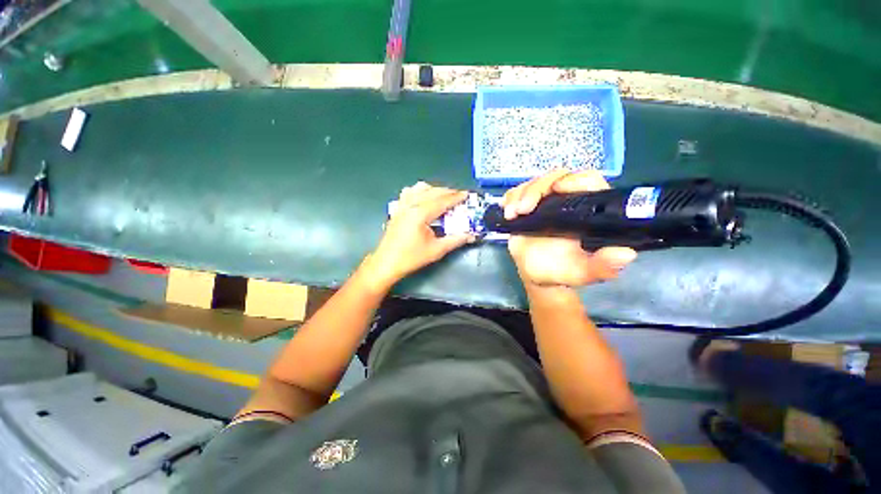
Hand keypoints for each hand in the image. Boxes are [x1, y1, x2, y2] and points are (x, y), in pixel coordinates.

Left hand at [365, 182, 474, 287]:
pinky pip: (409, 192)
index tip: (466, 195)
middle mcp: (410, 205)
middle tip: (459, 197)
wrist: (387, 263)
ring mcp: (402, 205)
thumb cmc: (411, 258)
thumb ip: (455, 240)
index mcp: (420, 213)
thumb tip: (470, 235)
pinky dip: (419, 191)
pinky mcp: (397, 209)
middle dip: (448, 192)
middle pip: (432, 191)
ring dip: (434, 190)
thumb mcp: (437, 250)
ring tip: (443, 197)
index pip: (442, 200)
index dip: (456, 197)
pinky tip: (423, 198)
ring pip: (420, 188)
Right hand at [503, 170, 636, 287]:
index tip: (557, 190)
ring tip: (511, 215)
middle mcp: (568, 200)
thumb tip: (626, 254)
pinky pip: (518, 192)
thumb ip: (603, 266)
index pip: (588, 182)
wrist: (536, 274)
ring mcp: (545, 202)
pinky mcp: (527, 205)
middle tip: (522, 210)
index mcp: (588, 211)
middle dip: (536, 189)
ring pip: (534, 183)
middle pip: (555, 178)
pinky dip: (510, 198)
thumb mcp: (582, 273)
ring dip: (519, 195)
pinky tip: (507, 213)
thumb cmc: (561, 271)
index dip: (574, 180)